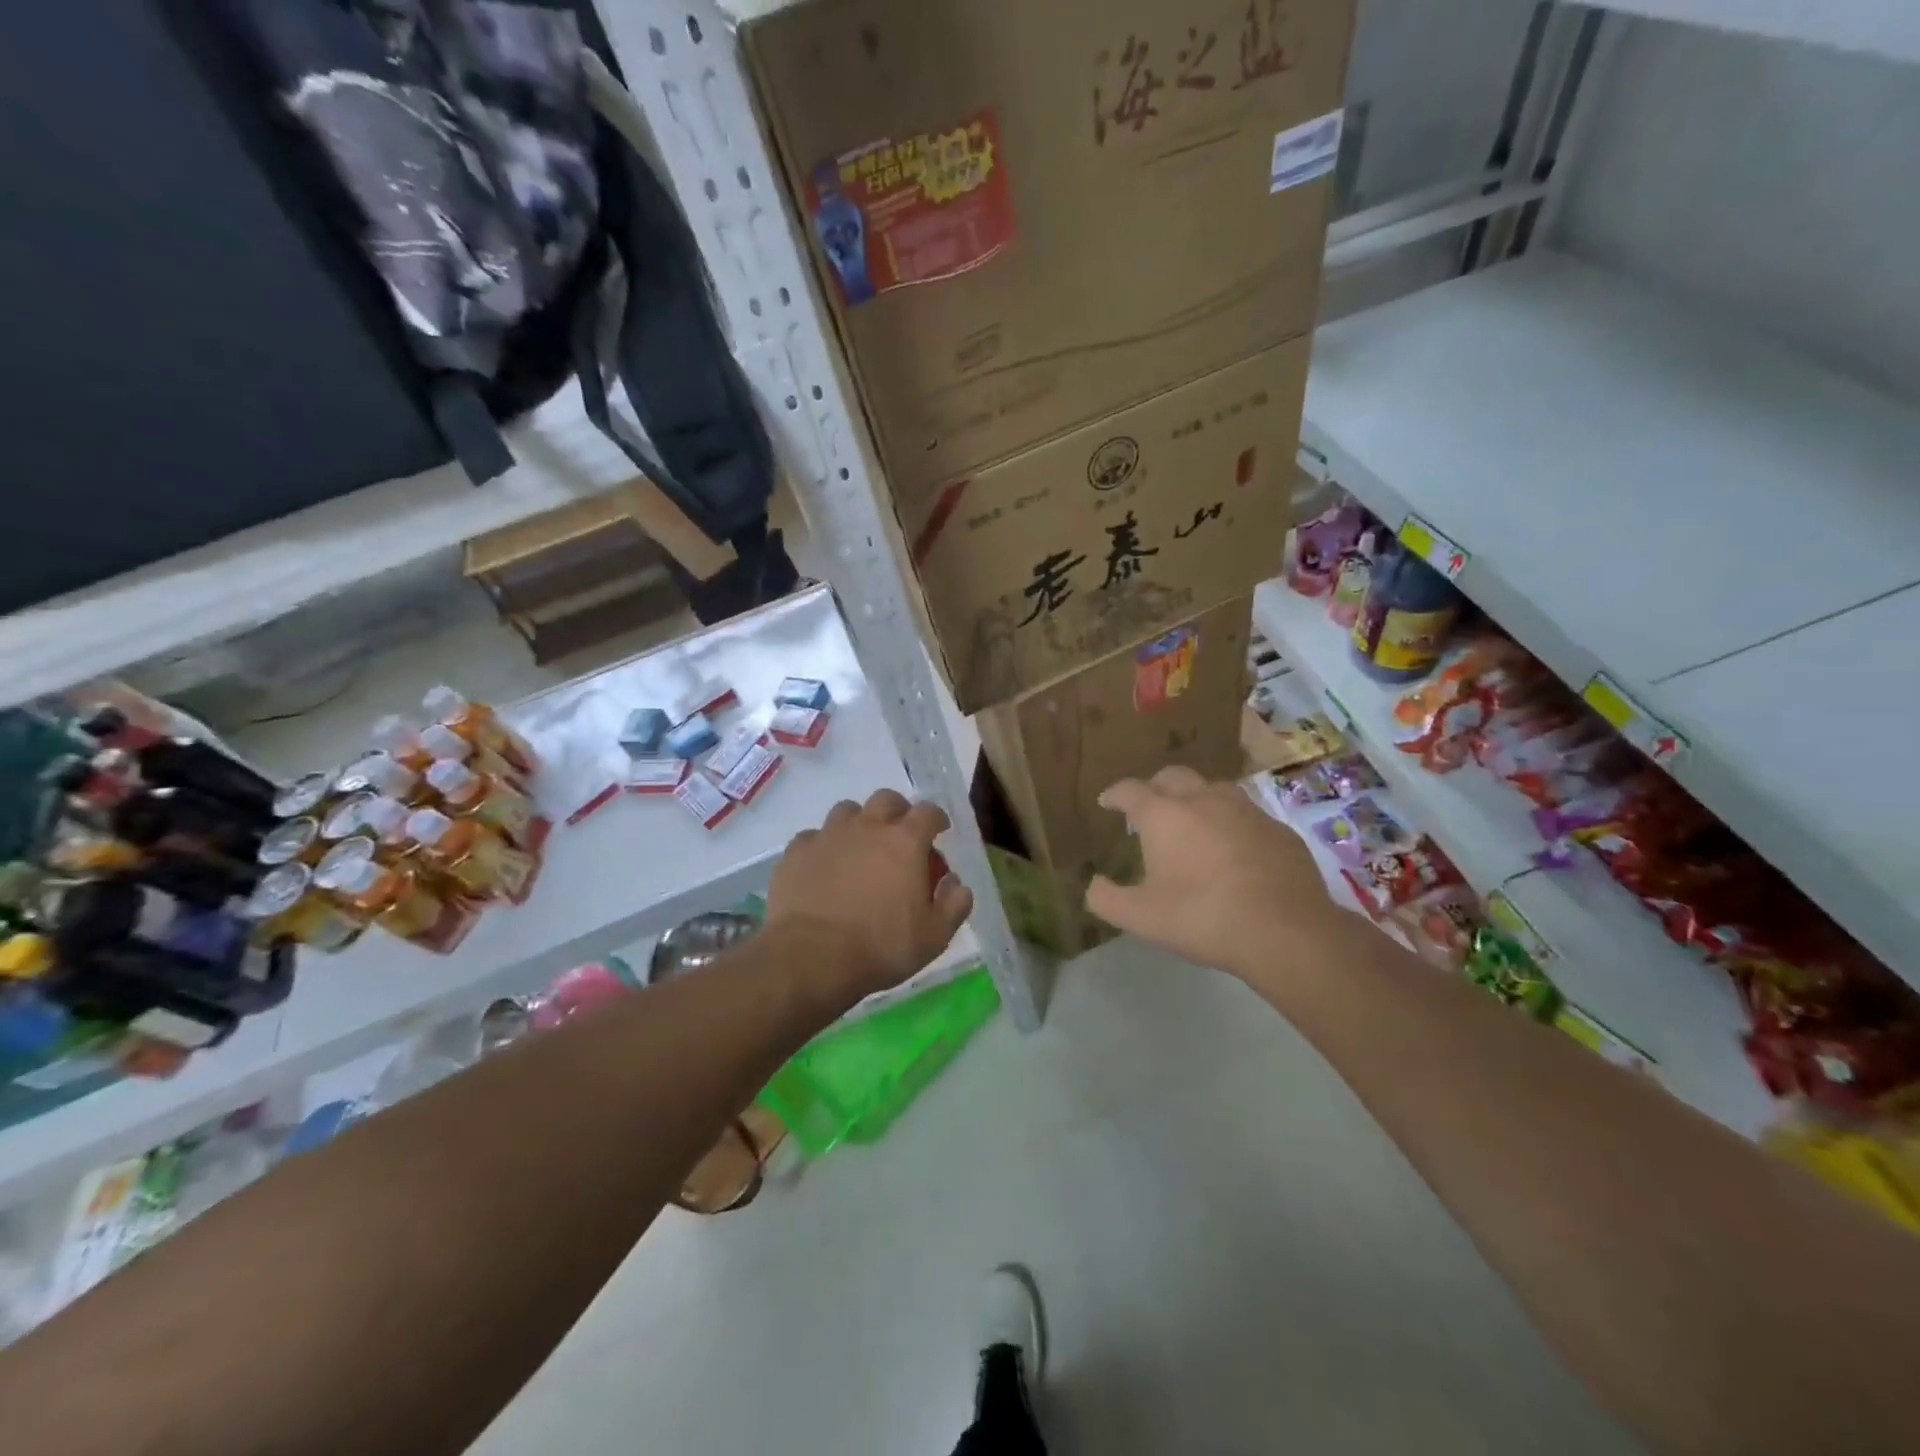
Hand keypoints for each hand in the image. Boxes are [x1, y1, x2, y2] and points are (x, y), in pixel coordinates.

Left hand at [768, 789, 973, 1001]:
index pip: (928, 811)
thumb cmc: (880, 946)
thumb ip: (954, 905)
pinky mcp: (796, 852)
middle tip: (899, 837)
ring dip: (858, 823)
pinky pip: (813, 837)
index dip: (936, 818)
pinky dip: (823, 846)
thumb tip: (957, 884)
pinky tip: (823, 867)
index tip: (939, 831)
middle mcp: (867, 827)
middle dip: (898, 812)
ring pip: (847, 811)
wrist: (811, 958)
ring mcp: (828, 836)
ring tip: (859, 849)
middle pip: (886, 799)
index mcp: (905, 841)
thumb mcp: (934, 936)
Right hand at [1084, 767, 1346, 985]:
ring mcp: (1246, 810)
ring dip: (1196, 798)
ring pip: (1213, 788)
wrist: (1285, 931)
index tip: (1106, 803)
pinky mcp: (1278, 829)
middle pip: (1173, 776)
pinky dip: (1231, 822)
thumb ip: (1107, 899)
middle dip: (1154, 786)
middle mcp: (1203, 800)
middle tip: (1148, 807)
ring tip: (1192, 821)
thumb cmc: (1203, 917)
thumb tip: (1093, 885)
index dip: (1114, 795)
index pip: (1129, 790)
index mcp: (1164, 815)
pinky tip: (1234, 847)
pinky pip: (1247, 814)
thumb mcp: (1141, 918)